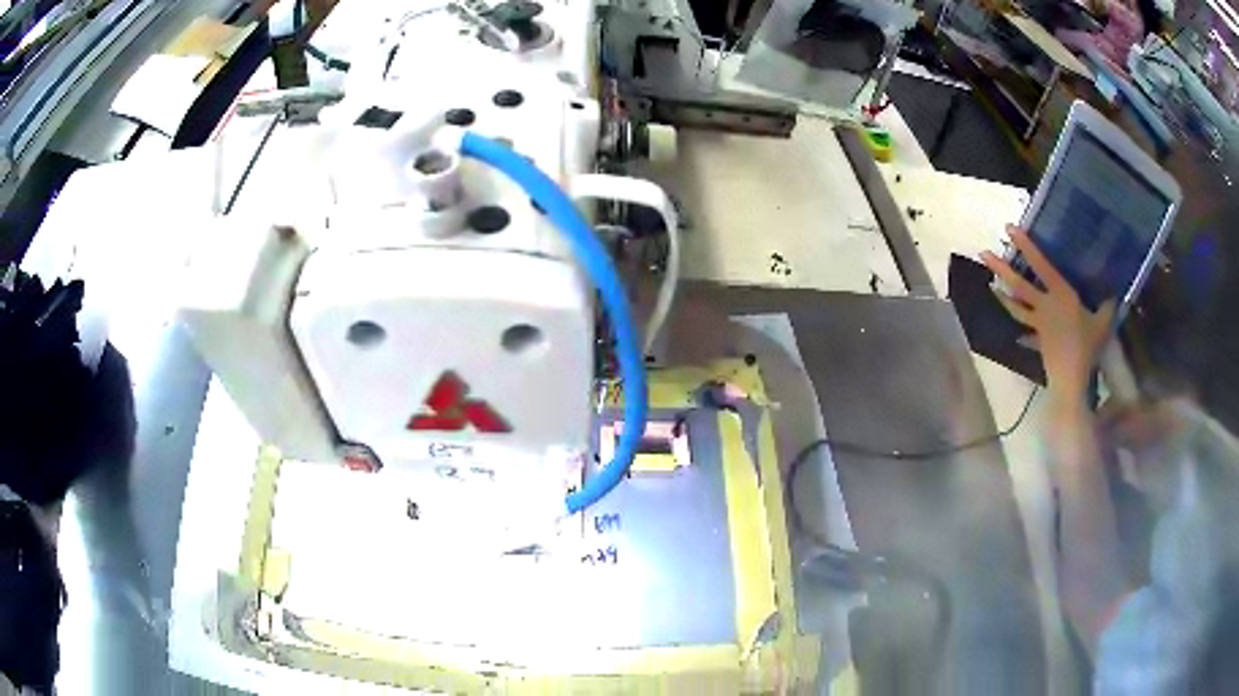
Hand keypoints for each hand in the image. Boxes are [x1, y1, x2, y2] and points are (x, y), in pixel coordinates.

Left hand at [981, 226, 1116, 404]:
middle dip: (1001, 267)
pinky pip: (1027, 334)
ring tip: (991, 287)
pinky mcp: (1036, 341)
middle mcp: (1044, 305)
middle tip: (983, 254)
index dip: (1026, 245)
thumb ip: (1107, 307)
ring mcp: (1038, 324)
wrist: (1071, 377)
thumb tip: (1115, 294)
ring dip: (1003, 297)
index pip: (1041, 264)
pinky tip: (1018, 336)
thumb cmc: (1087, 346)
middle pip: (1018, 284)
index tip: (1010, 228)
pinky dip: (1022, 334)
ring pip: (1016, 306)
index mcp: (1060, 293)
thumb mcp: (1102, 323)